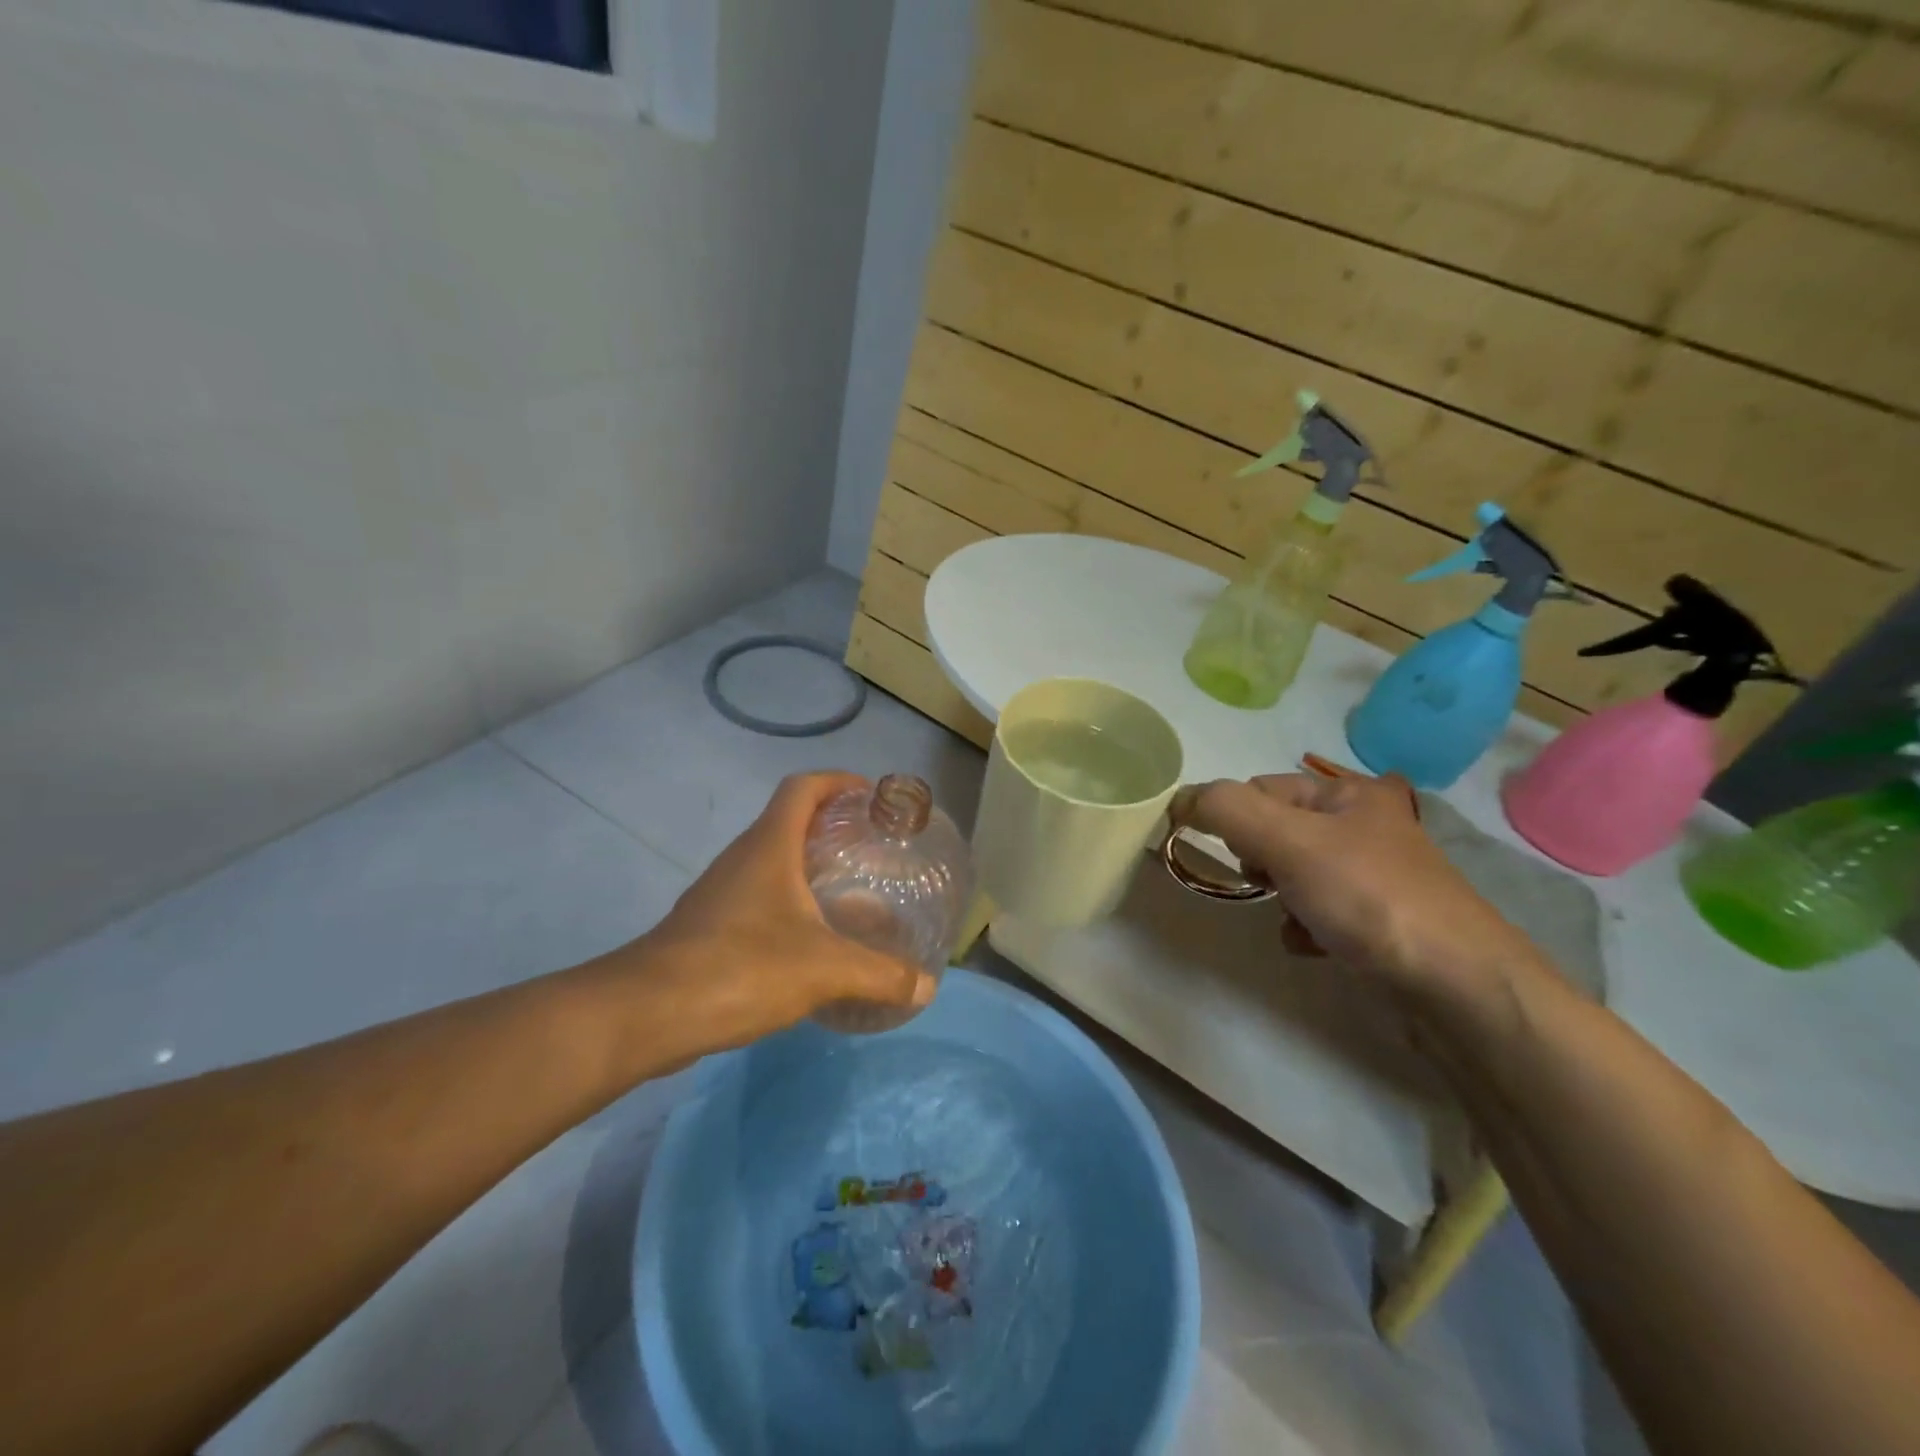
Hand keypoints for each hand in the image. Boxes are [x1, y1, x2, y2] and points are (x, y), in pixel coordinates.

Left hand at [627, 773, 936, 1060]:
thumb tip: (926, 987)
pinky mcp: (707, 925)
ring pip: (770, 861)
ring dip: (807, 866)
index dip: (837, 781)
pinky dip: (787, 902)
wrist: (647, 1013)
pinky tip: (809, 940)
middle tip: (870, 849)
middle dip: (830, 826)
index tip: (870, 796)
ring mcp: (719, 892)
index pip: (802, 787)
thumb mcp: (824, 969)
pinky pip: (756, 896)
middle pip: (787, 821)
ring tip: (848, 892)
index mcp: (769, 846)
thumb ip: (880, 975)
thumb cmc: (741, 967)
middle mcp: (742, 858)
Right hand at [1172, 772, 1544, 1023]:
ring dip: (1278, 895)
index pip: (1260, 788)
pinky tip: (1311, 944)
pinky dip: (1303, 925)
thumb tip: (1178, 799)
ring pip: (1293, 873)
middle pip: (1276, 831)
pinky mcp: (1379, 921)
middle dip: (1258, 859)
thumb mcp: (1287, 841)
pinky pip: (1317, 910)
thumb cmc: (1369, 898)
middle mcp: (1364, 825)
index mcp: (1349, 792)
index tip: (1232, 855)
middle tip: (1267, 881)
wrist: (1458, 987)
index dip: (1234, 818)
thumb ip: (1225, 811)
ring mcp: (1374, 876)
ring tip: (1291, 916)